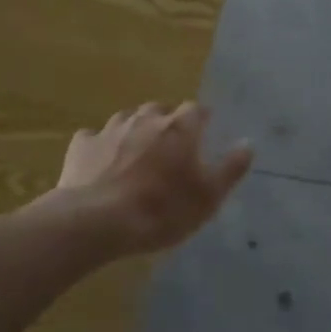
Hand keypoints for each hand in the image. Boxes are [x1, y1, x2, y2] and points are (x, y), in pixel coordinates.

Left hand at [57, 102, 251, 255]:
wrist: (97, 221)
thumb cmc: (161, 209)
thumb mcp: (208, 197)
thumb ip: (230, 168)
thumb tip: (248, 143)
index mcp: (180, 128)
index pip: (197, 110)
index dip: (201, 121)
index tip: (204, 134)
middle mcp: (146, 119)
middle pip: (161, 110)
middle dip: (167, 123)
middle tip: (170, 148)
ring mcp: (111, 129)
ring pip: (128, 119)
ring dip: (135, 131)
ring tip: (136, 153)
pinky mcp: (82, 145)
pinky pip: (95, 137)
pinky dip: (101, 145)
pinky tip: (101, 162)